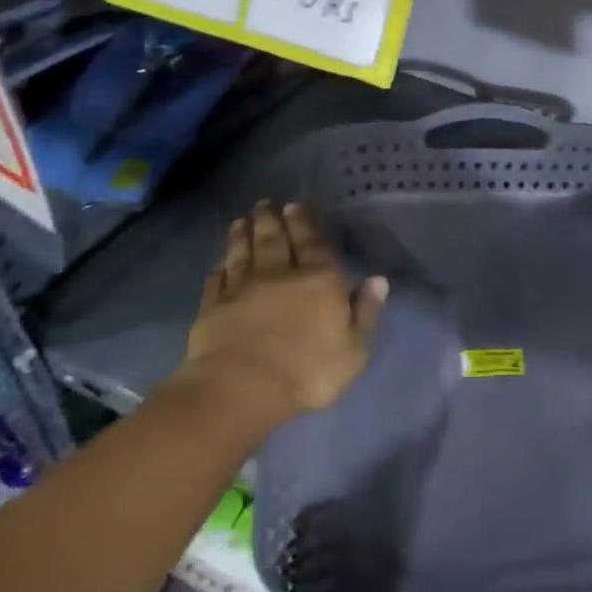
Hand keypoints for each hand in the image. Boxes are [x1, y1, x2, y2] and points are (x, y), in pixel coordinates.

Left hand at [179, 202, 386, 430]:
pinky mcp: (213, 307)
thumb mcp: (354, 349)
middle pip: (274, 240)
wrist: (244, 388)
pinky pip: (216, 281)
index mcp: (319, 280)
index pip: (314, 244)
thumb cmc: (309, 371)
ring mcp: (242, 289)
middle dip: (271, 220)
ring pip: (242, 254)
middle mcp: (279, 275)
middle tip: (265, 203)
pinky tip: (218, 263)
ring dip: (242, 236)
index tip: (296, 206)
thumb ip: (366, 312)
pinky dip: (218, 269)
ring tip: (241, 221)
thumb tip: (378, 280)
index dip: (305, 223)